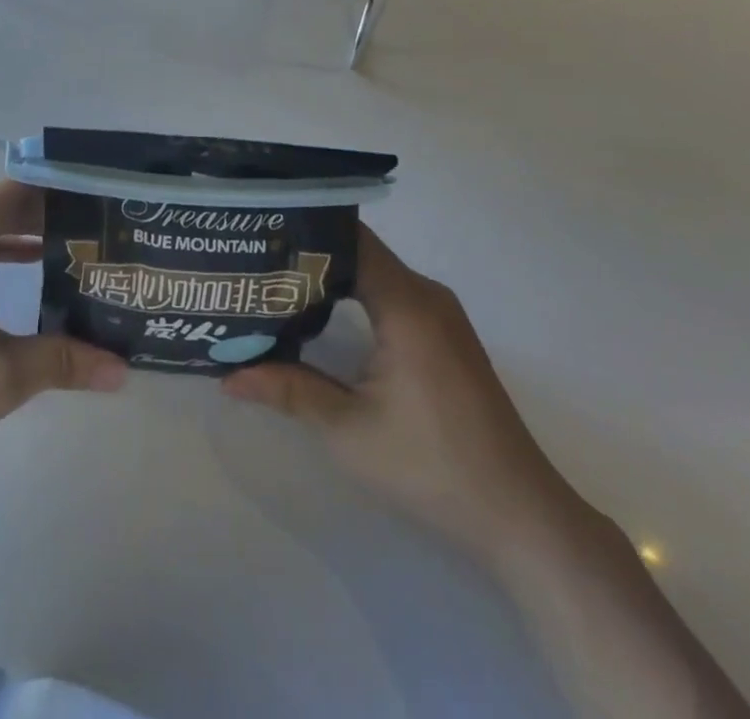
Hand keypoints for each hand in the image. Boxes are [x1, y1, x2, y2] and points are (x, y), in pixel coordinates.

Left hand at [0, 181, 125, 484]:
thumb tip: (122, 369)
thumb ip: (62, 360)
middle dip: (51, 217)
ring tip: (79, 247)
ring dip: (24, 236)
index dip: (62, 193)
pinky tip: (32, 267)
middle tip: (102, 230)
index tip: (103, 201)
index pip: (16, 193)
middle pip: (0, 208)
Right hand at [223, 227, 577, 557]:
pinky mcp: (444, 337)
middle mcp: (427, 295)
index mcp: (407, 305)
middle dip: (306, 254)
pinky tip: (320, 315)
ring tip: (274, 283)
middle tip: (253, 261)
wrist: (521, 517)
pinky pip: (391, 294)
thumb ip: (288, 390)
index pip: (348, 239)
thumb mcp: (348, 431)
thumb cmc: (432, 467)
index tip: (257, 234)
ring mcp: (440, 315)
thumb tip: (228, 375)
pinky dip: (353, 295)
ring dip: (329, 276)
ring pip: (374, 273)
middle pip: (358, 252)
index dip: (302, 232)